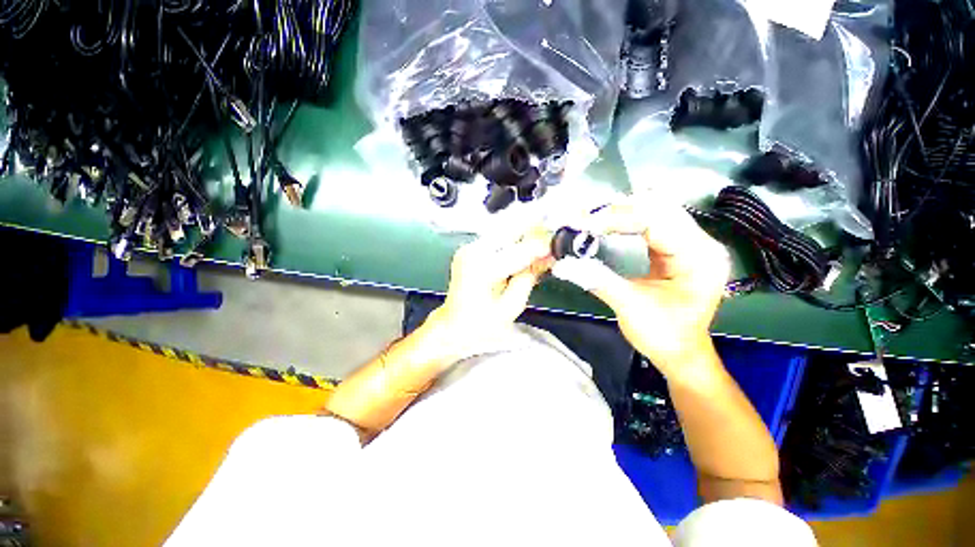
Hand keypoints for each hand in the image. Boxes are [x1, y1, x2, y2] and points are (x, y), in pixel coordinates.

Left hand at [428, 227, 552, 354]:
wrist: (454, 326)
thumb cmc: (481, 324)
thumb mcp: (511, 306)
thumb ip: (529, 277)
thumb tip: (547, 257)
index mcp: (482, 268)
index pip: (520, 250)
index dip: (543, 247)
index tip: (558, 247)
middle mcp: (473, 251)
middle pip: (510, 229)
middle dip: (534, 232)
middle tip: (551, 241)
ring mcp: (469, 248)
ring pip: (504, 229)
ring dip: (524, 234)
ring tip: (540, 245)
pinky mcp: (469, 249)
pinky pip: (497, 237)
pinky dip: (513, 241)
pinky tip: (524, 250)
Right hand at [552, 193, 730, 377]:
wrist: (681, 353)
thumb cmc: (664, 335)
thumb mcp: (630, 307)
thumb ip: (598, 280)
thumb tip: (564, 264)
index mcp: (698, 257)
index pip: (655, 221)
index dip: (616, 219)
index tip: (584, 224)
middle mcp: (701, 243)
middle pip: (659, 207)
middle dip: (618, 211)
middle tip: (585, 220)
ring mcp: (691, 244)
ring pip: (655, 210)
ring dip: (622, 212)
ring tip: (592, 220)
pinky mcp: (677, 248)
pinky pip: (652, 223)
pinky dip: (627, 221)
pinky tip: (608, 224)